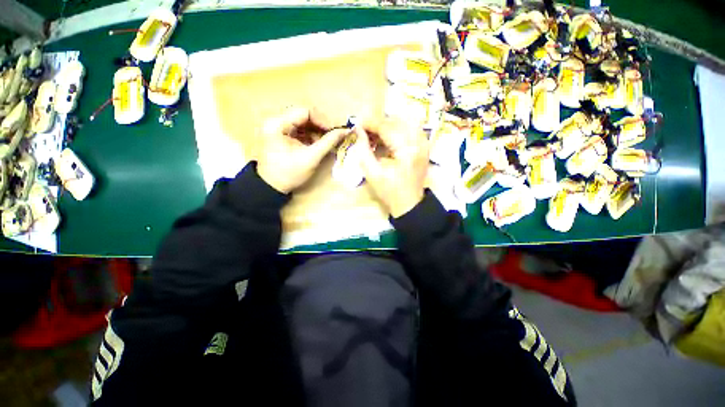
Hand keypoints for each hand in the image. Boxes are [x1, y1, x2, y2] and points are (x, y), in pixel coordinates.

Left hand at [257, 107, 346, 193]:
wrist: (273, 187)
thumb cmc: (290, 173)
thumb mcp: (311, 158)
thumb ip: (328, 142)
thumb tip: (345, 131)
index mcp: (278, 124)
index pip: (305, 112)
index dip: (323, 120)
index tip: (335, 132)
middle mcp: (276, 121)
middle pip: (305, 116)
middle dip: (321, 126)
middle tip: (334, 136)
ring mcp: (279, 128)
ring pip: (304, 123)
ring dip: (318, 131)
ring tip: (328, 142)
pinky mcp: (283, 135)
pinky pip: (301, 130)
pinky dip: (313, 136)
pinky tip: (320, 144)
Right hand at [356, 119, 428, 217]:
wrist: (409, 204)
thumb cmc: (389, 192)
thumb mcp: (372, 174)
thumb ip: (363, 150)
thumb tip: (358, 131)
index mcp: (406, 150)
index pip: (387, 127)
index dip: (370, 123)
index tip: (357, 124)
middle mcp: (418, 143)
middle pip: (396, 122)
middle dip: (378, 123)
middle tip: (365, 131)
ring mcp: (424, 144)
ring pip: (405, 122)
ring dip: (388, 125)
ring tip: (376, 134)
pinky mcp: (424, 147)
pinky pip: (412, 129)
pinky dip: (399, 129)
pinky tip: (389, 137)